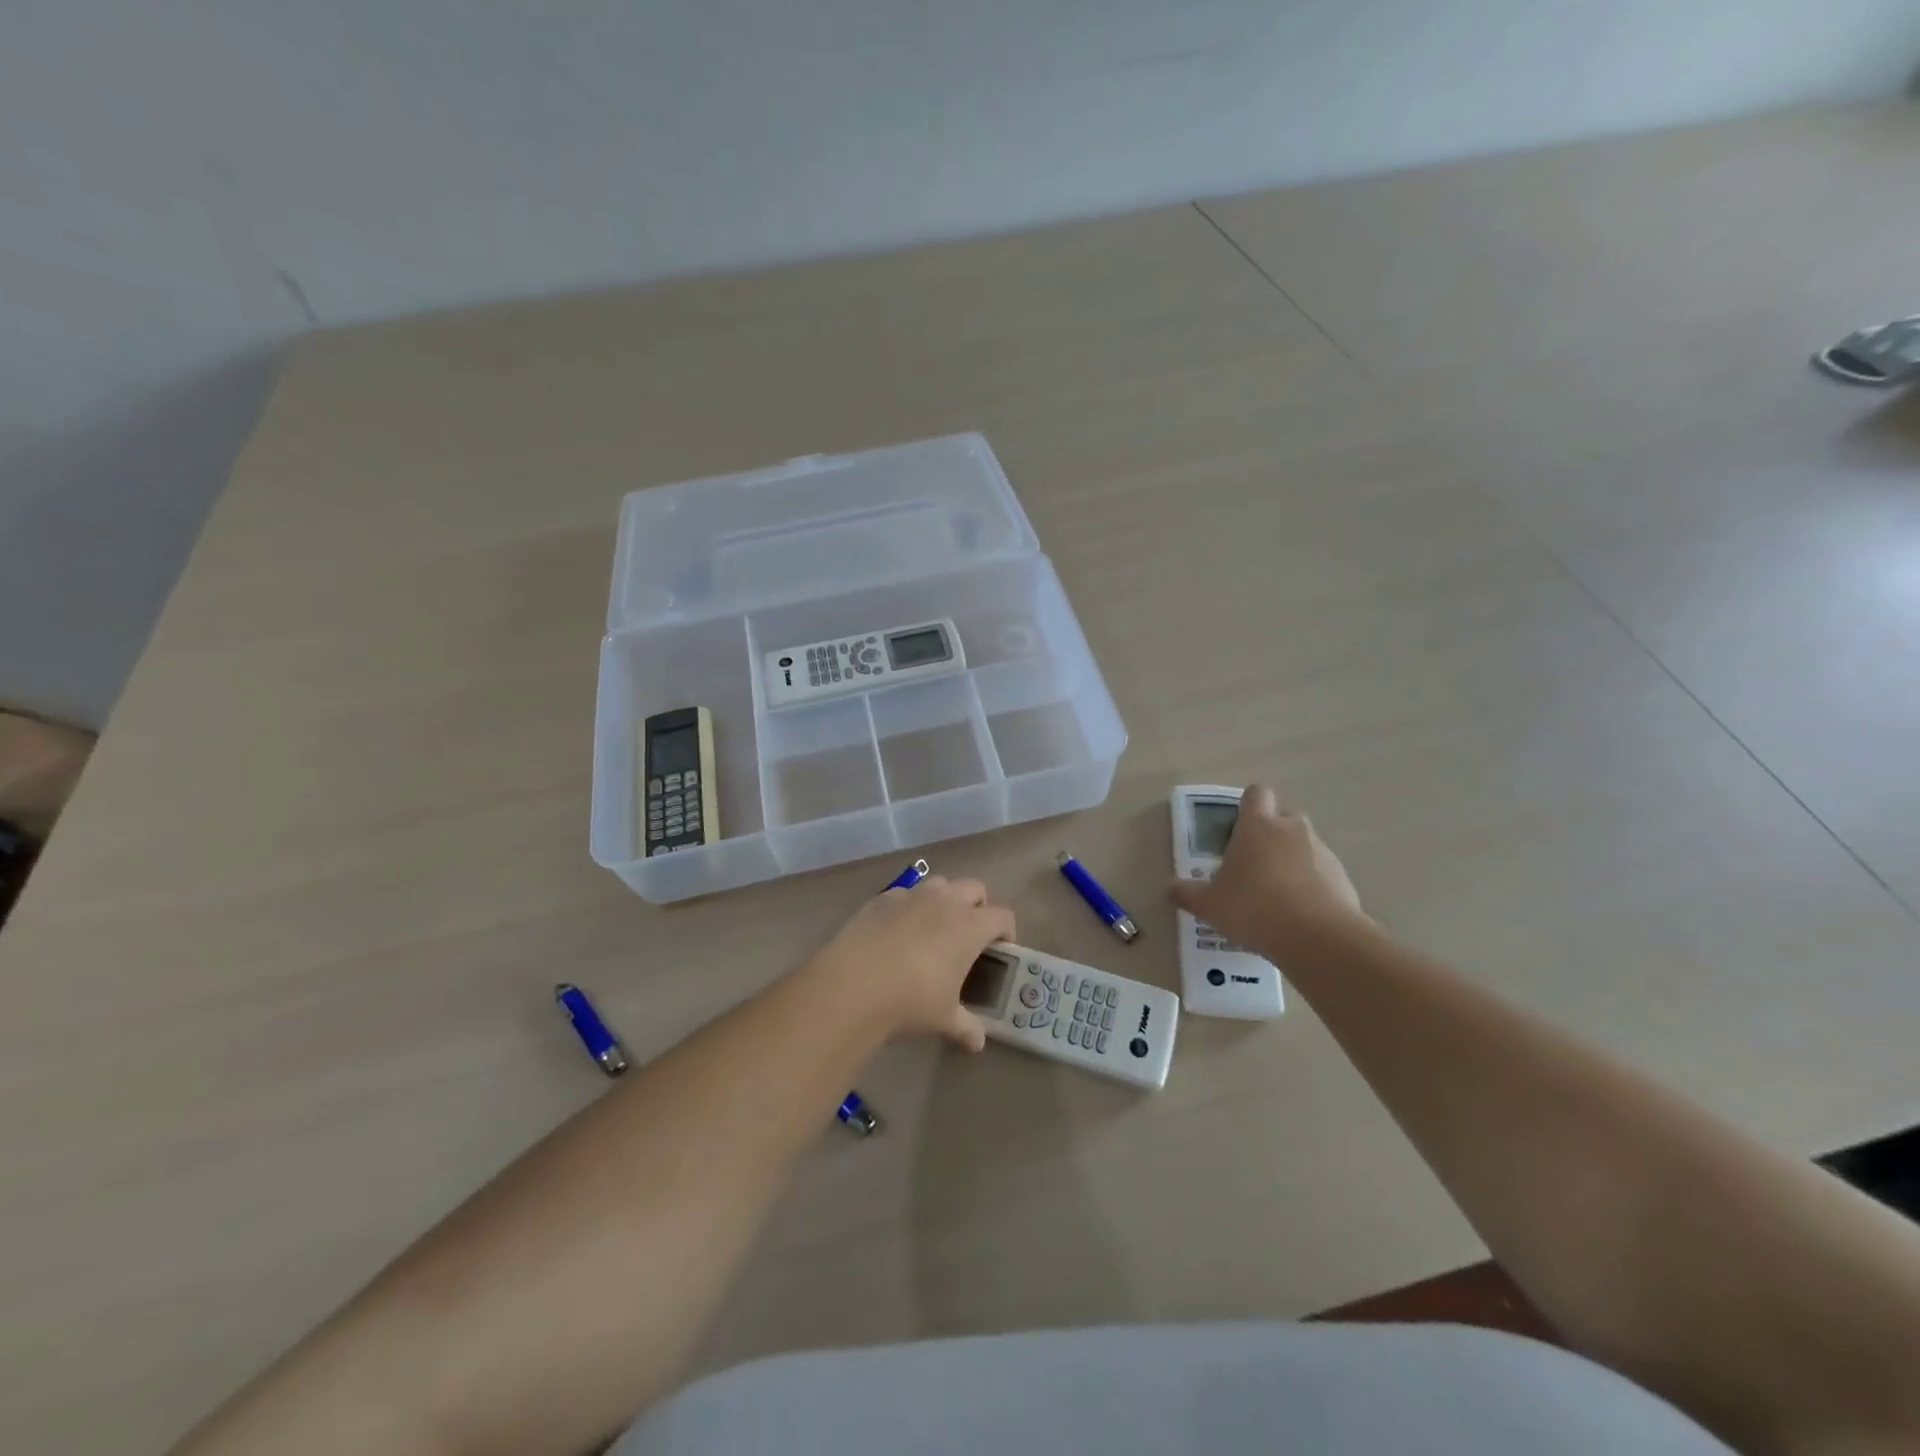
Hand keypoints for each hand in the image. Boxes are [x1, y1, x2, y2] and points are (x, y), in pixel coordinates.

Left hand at [805, 876, 1015, 1050]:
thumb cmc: (912, 1000)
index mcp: (970, 926)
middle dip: (978, 907)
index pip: (1002, 916)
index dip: (1006, 932)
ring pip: (940, 884)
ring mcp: (912, 895)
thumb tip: (978, 1042)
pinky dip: (910, 906)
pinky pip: (905, 894)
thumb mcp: (945, 1018)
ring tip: (934, 929)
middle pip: (974, 888)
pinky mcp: (882, 898)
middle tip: (969, 936)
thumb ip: (966, 1027)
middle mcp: (945, 901)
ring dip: (945, 899)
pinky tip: (897, 932)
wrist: (854, 984)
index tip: (1001, 949)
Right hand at [1171, 785, 1366, 958]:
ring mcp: (1322, 852)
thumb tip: (1170, 889)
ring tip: (1278, 895)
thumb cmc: (1253, 908)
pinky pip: (1323, 873)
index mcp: (1258, 826)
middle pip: (1284, 816)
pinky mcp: (1343, 878)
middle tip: (1255, 863)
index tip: (1239, 826)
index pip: (1256, 794)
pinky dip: (1314, 885)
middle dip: (1272, 833)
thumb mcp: (1210, 905)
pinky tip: (1301, 914)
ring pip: (1305, 845)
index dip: (1249, 805)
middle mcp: (1292, 830)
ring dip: (1293, 860)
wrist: (1317, 938)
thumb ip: (1188, 894)